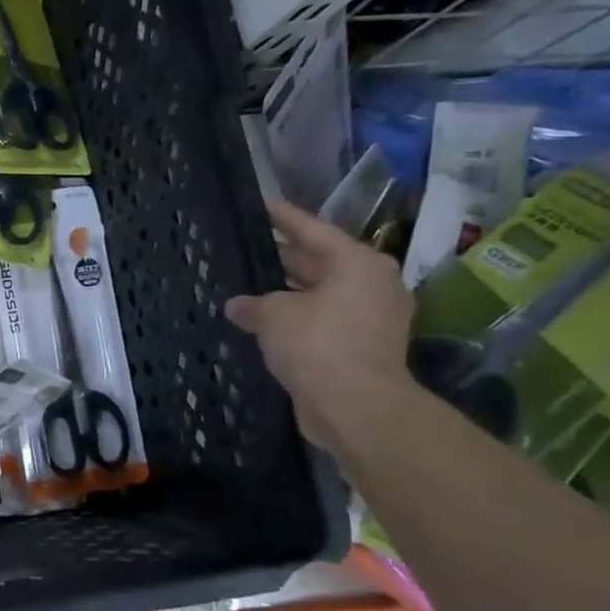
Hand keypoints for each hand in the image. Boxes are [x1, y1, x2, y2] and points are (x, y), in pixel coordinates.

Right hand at [225, 200, 414, 455]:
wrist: (355, 405)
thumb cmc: (317, 344)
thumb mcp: (273, 315)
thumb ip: (252, 303)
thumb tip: (237, 305)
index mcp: (357, 264)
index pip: (313, 230)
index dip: (283, 217)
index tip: (261, 205)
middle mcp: (371, 284)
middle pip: (320, 261)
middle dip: (283, 255)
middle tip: (248, 245)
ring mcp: (371, 317)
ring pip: (321, 292)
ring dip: (288, 290)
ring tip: (249, 283)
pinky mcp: (363, 345)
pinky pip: (324, 319)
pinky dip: (297, 316)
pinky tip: (264, 319)